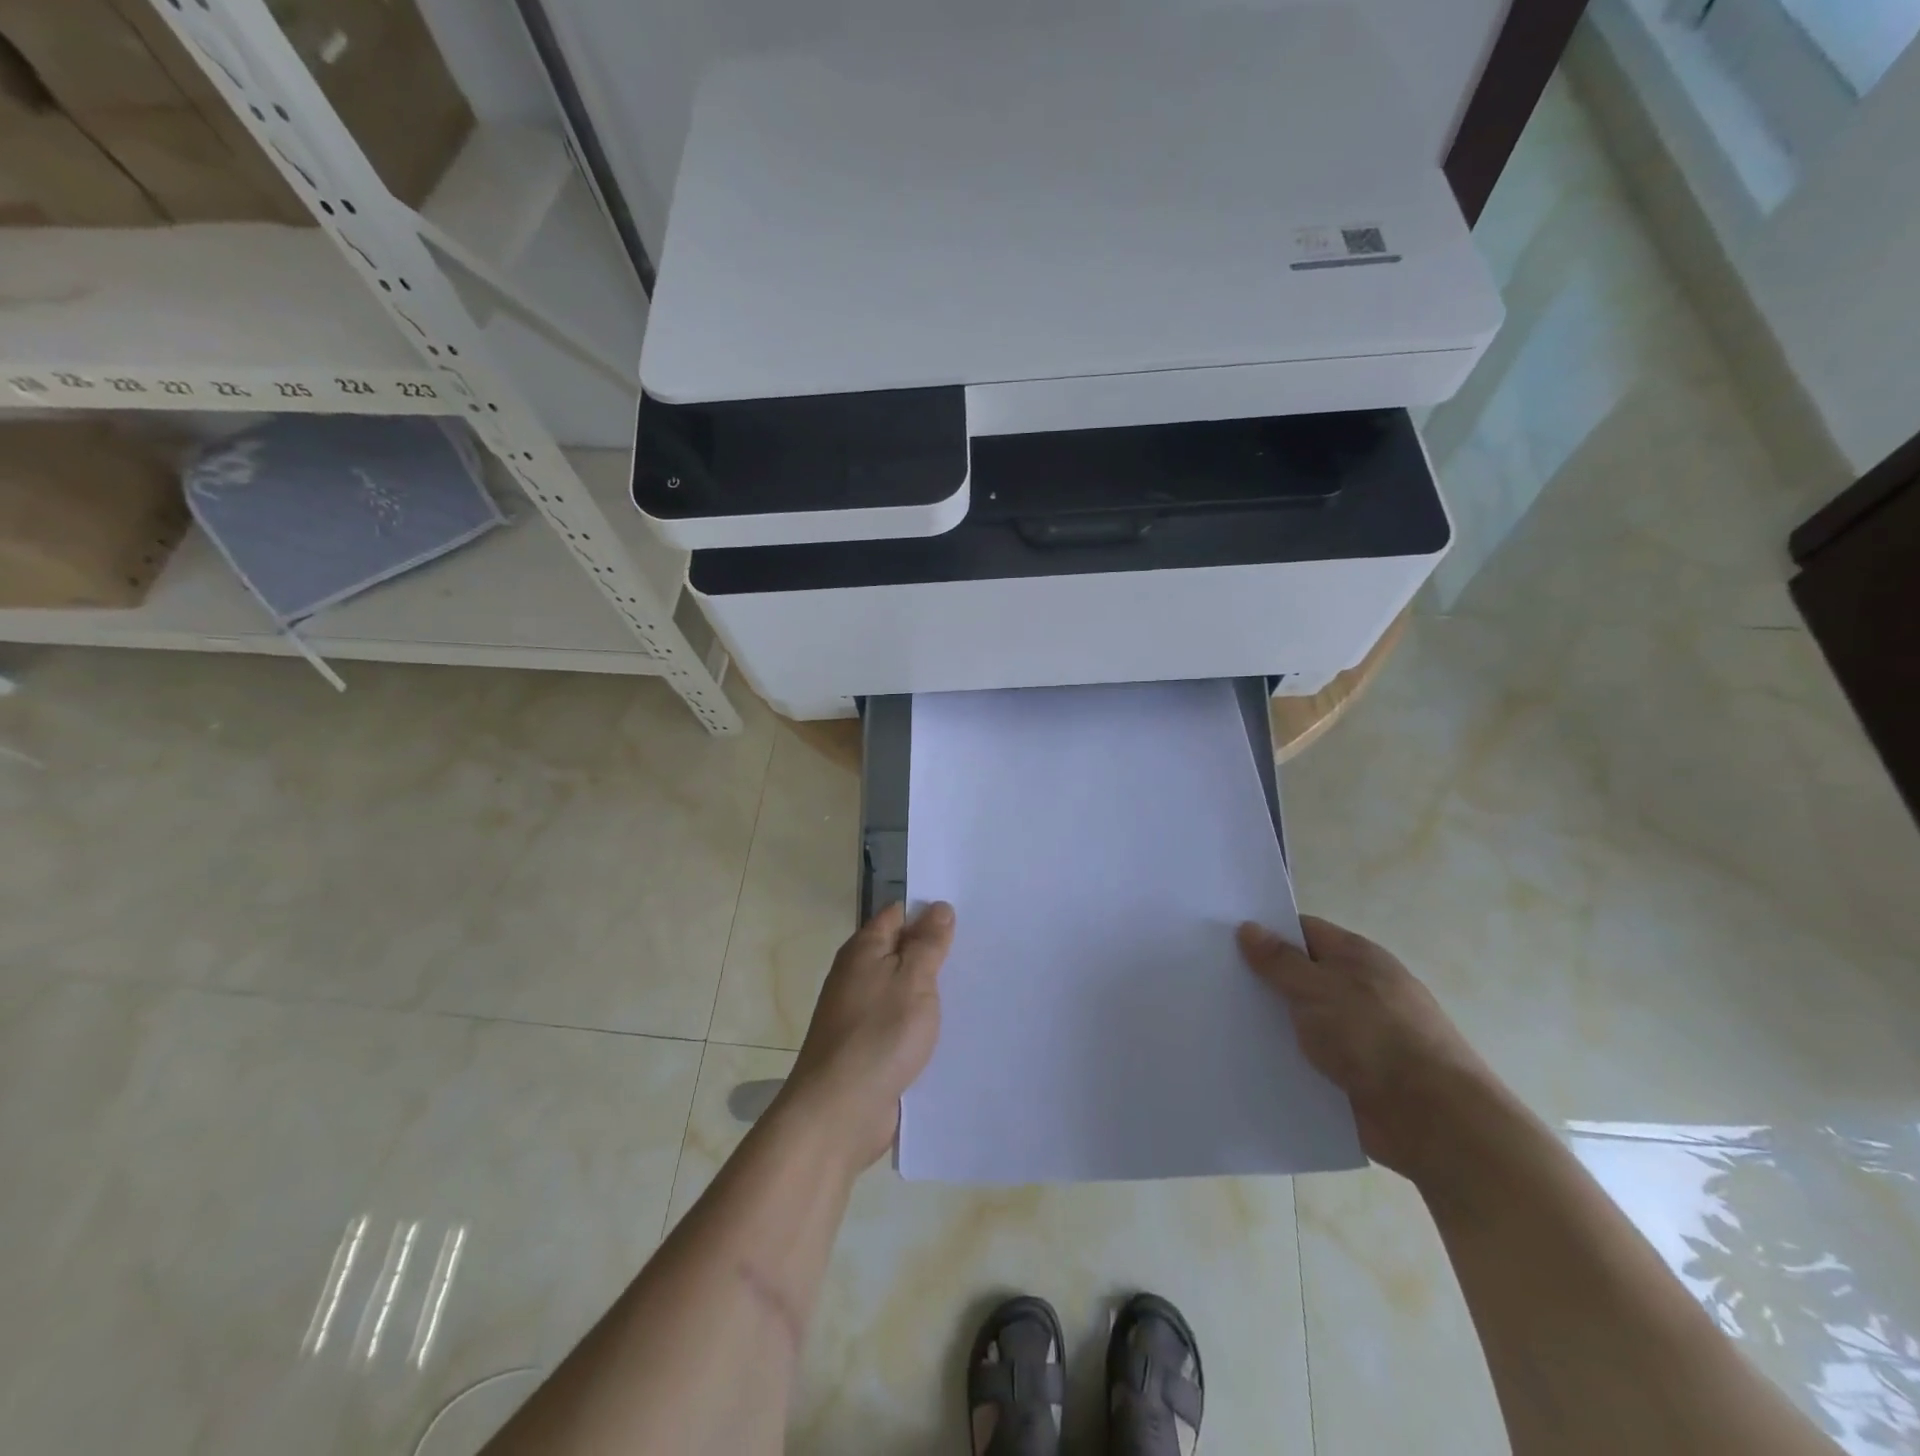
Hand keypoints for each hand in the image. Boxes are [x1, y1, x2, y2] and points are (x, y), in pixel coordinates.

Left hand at [782, 901, 955, 1172]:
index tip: (969, 914)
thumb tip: (938, 907)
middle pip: (902, 952)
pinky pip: (902, 1024)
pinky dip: (924, 1024)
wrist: (838, 1113)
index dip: (930, 911)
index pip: (898, 914)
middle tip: (984, 949)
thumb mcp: (912, 981)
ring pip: (905, 990)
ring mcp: (862, 1014)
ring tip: (979, 987)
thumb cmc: (878, 1036)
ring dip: (933, 991)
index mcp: (864, 950)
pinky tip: (955, 1030)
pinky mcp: (870, 1048)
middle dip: (937, 952)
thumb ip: (927, 944)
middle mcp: (858, 976)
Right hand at [1238, 915, 1495, 1179]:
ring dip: (1272, 1022)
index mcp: (1357, 957)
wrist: (1433, 1120)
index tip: (1224, 939)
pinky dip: (1287, 1056)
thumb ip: (1280, 961)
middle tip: (1212, 979)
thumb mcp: (1318, 989)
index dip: (1266, 932)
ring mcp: (1359, 1033)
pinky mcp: (1356, 1073)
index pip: (1303, 931)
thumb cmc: (1375, 1036)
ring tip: (1220, 1019)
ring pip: (1303, 1018)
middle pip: (1301, 974)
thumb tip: (1248, 928)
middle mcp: (1360, 989)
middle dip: (1263, 979)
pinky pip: (1311, 1056)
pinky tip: (1250, 1058)